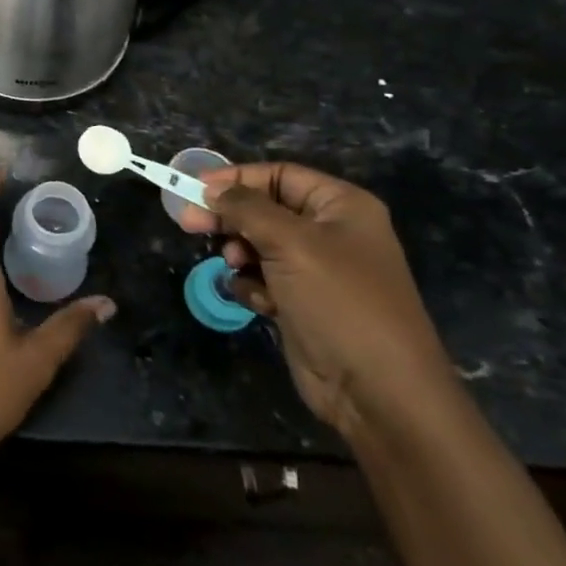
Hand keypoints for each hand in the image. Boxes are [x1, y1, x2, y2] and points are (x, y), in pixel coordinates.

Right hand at [178, 163, 457, 441]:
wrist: (377, 390)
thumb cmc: (339, 301)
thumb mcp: (291, 243)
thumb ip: (247, 209)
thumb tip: (211, 188)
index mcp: (342, 207)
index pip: (280, 175)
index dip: (237, 178)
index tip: (196, 188)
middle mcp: (331, 233)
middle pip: (264, 209)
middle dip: (229, 217)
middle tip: (188, 223)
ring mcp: (317, 270)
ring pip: (259, 244)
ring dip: (240, 253)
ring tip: (235, 266)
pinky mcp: (302, 302)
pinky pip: (263, 278)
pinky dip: (252, 285)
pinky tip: (257, 301)